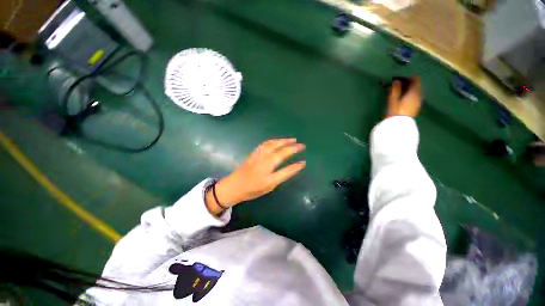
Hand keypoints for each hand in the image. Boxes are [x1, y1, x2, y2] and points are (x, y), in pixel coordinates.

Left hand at [206, 138, 305, 214]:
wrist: (234, 186)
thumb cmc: (252, 189)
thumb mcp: (270, 185)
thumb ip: (284, 174)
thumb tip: (297, 166)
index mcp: (268, 168)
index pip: (286, 161)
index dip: (296, 160)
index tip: (304, 158)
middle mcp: (264, 159)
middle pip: (279, 149)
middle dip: (291, 146)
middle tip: (301, 144)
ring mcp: (258, 155)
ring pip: (272, 144)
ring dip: (282, 140)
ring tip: (291, 139)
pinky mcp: (253, 153)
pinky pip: (265, 144)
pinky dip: (273, 141)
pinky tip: (276, 141)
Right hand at [386, 77, 422, 117]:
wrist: (399, 125)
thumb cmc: (395, 112)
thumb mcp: (393, 100)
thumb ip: (395, 90)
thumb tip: (396, 81)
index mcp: (414, 92)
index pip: (416, 79)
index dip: (409, 76)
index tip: (401, 76)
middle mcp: (419, 95)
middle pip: (416, 85)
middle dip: (409, 82)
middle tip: (399, 82)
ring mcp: (418, 101)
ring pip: (416, 90)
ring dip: (409, 88)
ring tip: (400, 89)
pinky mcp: (416, 106)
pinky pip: (415, 96)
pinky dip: (410, 93)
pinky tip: (404, 96)